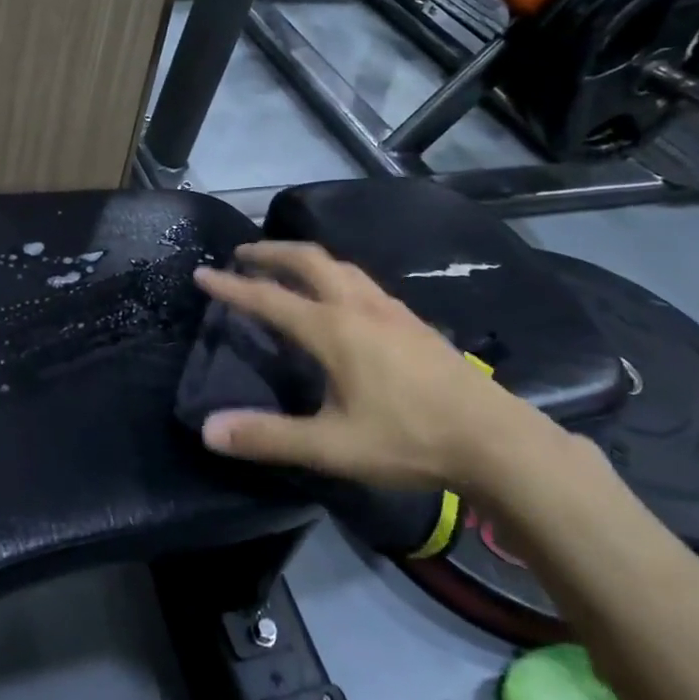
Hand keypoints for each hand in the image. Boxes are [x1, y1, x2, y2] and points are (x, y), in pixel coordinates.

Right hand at [193, 241, 546, 491]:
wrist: (495, 439)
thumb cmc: (409, 439)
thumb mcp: (332, 447)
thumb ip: (268, 436)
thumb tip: (208, 430)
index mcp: (333, 330)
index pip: (269, 298)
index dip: (232, 286)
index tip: (203, 273)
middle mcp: (359, 307)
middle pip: (308, 260)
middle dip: (271, 252)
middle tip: (243, 255)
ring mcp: (391, 310)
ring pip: (340, 266)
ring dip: (305, 259)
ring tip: (286, 268)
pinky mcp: (413, 321)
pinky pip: (363, 281)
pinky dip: (335, 274)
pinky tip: (342, 298)